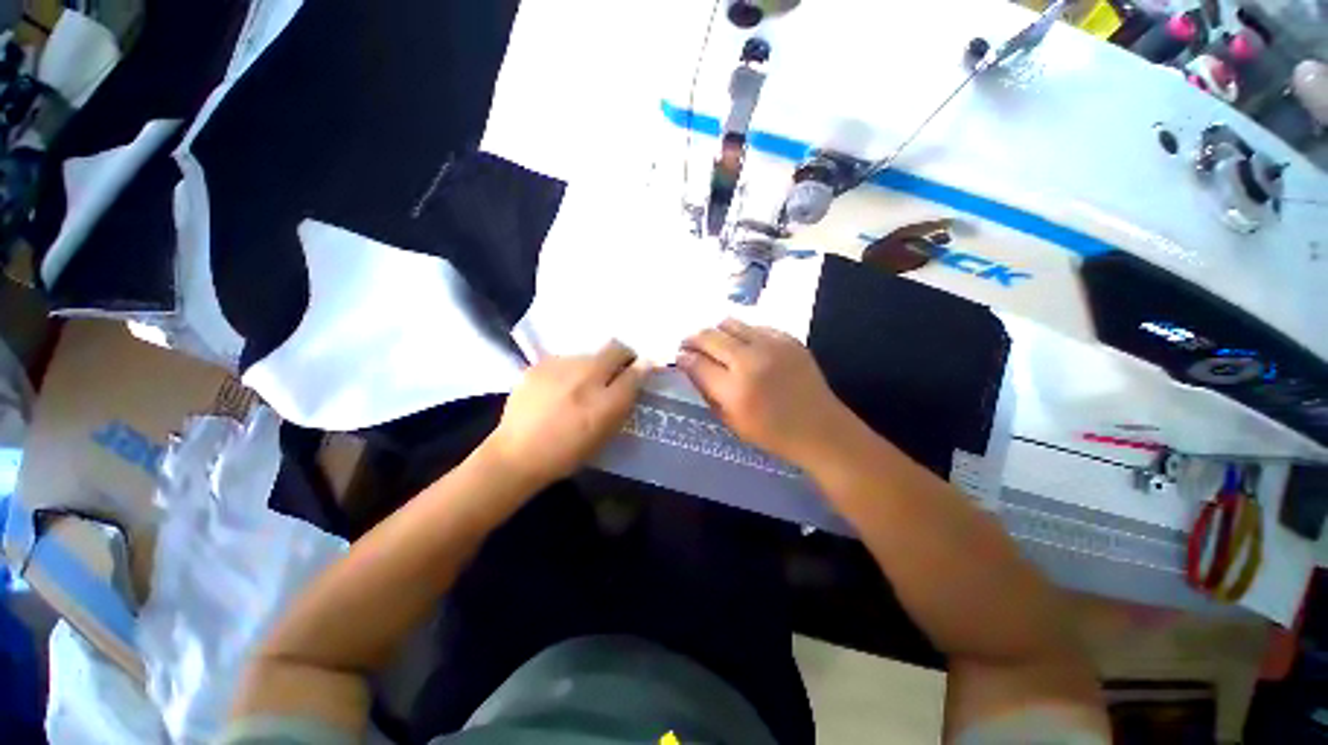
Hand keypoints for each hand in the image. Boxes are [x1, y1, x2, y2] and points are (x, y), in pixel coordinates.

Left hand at [485, 341, 646, 485]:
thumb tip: (639, 371)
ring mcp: (560, 366)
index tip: (637, 372)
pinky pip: (565, 360)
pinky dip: (568, 371)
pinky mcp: (539, 364)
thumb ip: (624, 400)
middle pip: (614, 348)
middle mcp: (587, 376)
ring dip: (591, 366)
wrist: (518, 454)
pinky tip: (557, 389)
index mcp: (607, 400)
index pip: (636, 369)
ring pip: (588, 355)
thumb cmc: (568, 452)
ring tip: (578, 387)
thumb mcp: (605, 432)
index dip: (641, 367)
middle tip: (613, 373)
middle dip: (620, 356)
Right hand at [678, 319, 853, 464]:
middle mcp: (750, 361)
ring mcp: (771, 345)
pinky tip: (743, 344)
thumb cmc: (772, 433)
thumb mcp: (731, 421)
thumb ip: (707, 391)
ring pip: (730, 323)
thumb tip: (691, 366)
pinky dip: (742, 333)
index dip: (684, 357)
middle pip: (709, 336)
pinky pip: (755, 326)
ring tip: (714, 341)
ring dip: (716, 331)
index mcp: (734, 390)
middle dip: (693, 338)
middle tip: (688, 343)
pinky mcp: (788, 339)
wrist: (820, 428)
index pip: (697, 363)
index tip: (680, 356)